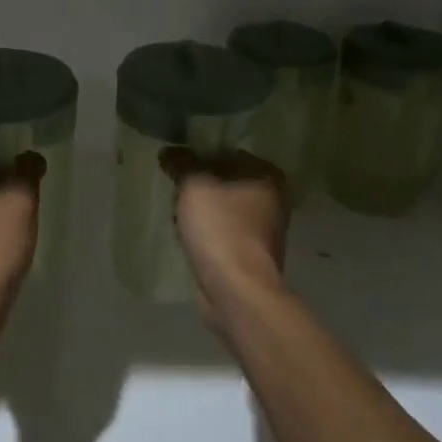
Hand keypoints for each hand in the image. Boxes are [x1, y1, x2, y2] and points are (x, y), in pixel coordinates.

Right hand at [160, 148, 288, 321]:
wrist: (236, 290)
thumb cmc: (220, 228)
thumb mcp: (194, 186)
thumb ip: (182, 163)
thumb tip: (169, 152)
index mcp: (267, 175)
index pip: (227, 152)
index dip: (199, 155)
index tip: (175, 163)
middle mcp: (272, 199)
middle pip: (224, 181)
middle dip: (198, 186)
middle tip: (174, 189)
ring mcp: (263, 230)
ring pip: (222, 208)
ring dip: (200, 211)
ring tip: (176, 215)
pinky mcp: (249, 254)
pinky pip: (221, 232)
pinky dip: (205, 233)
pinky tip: (186, 237)